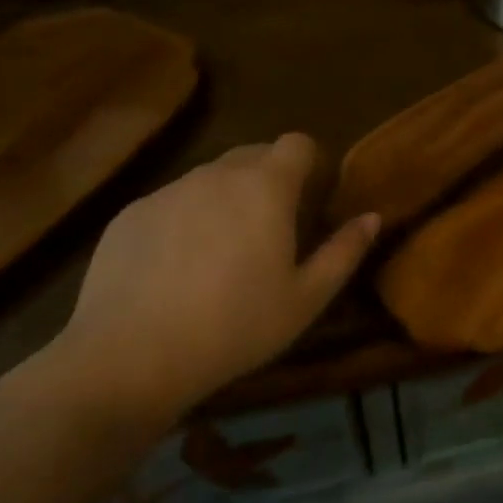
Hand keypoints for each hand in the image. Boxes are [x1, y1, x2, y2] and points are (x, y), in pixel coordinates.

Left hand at [47, 134, 378, 433]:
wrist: (129, 358)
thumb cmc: (234, 327)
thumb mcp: (305, 299)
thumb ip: (344, 251)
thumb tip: (372, 217)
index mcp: (266, 187)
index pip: (297, 143)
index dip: (309, 162)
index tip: (310, 197)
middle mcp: (218, 174)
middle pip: (254, 154)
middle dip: (269, 178)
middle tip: (271, 229)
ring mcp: (169, 190)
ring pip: (210, 178)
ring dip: (225, 198)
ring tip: (220, 253)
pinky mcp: (132, 213)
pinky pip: (171, 202)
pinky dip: (183, 220)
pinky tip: (174, 270)